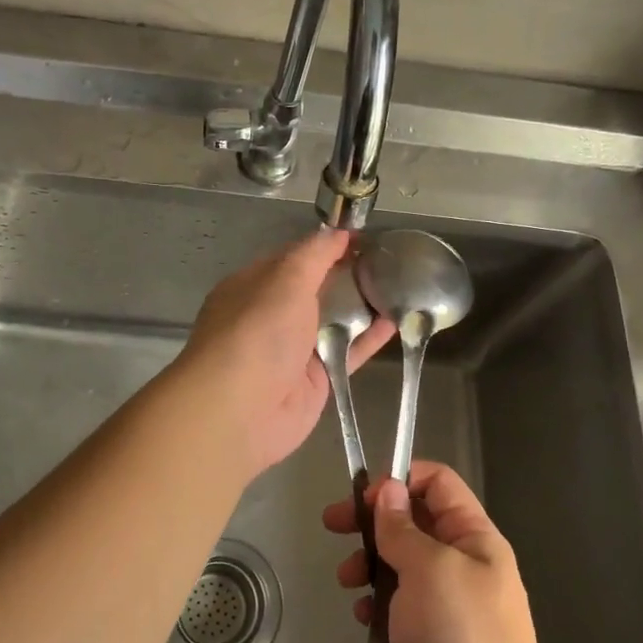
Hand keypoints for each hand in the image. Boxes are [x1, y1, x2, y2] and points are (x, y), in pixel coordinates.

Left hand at [174, 228, 394, 478]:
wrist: (240, 410)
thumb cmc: (257, 332)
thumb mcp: (285, 279)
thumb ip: (314, 254)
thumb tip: (339, 232)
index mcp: (254, 286)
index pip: (294, 258)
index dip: (327, 246)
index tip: (364, 237)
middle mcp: (272, 316)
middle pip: (316, 290)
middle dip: (349, 276)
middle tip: (391, 261)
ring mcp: (294, 351)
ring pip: (334, 322)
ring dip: (363, 306)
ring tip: (402, 287)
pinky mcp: (316, 381)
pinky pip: (348, 353)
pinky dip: (371, 338)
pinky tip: (398, 322)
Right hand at [325, 463, 559, 642]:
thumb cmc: (460, 639)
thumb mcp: (428, 570)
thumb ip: (403, 527)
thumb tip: (388, 489)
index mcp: (475, 538)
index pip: (438, 483)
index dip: (399, 480)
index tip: (361, 497)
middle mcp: (465, 564)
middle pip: (414, 522)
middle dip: (373, 522)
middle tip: (334, 527)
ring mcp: (450, 604)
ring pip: (402, 564)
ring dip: (371, 564)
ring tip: (348, 582)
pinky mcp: (434, 639)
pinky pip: (400, 605)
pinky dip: (379, 604)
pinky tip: (365, 619)